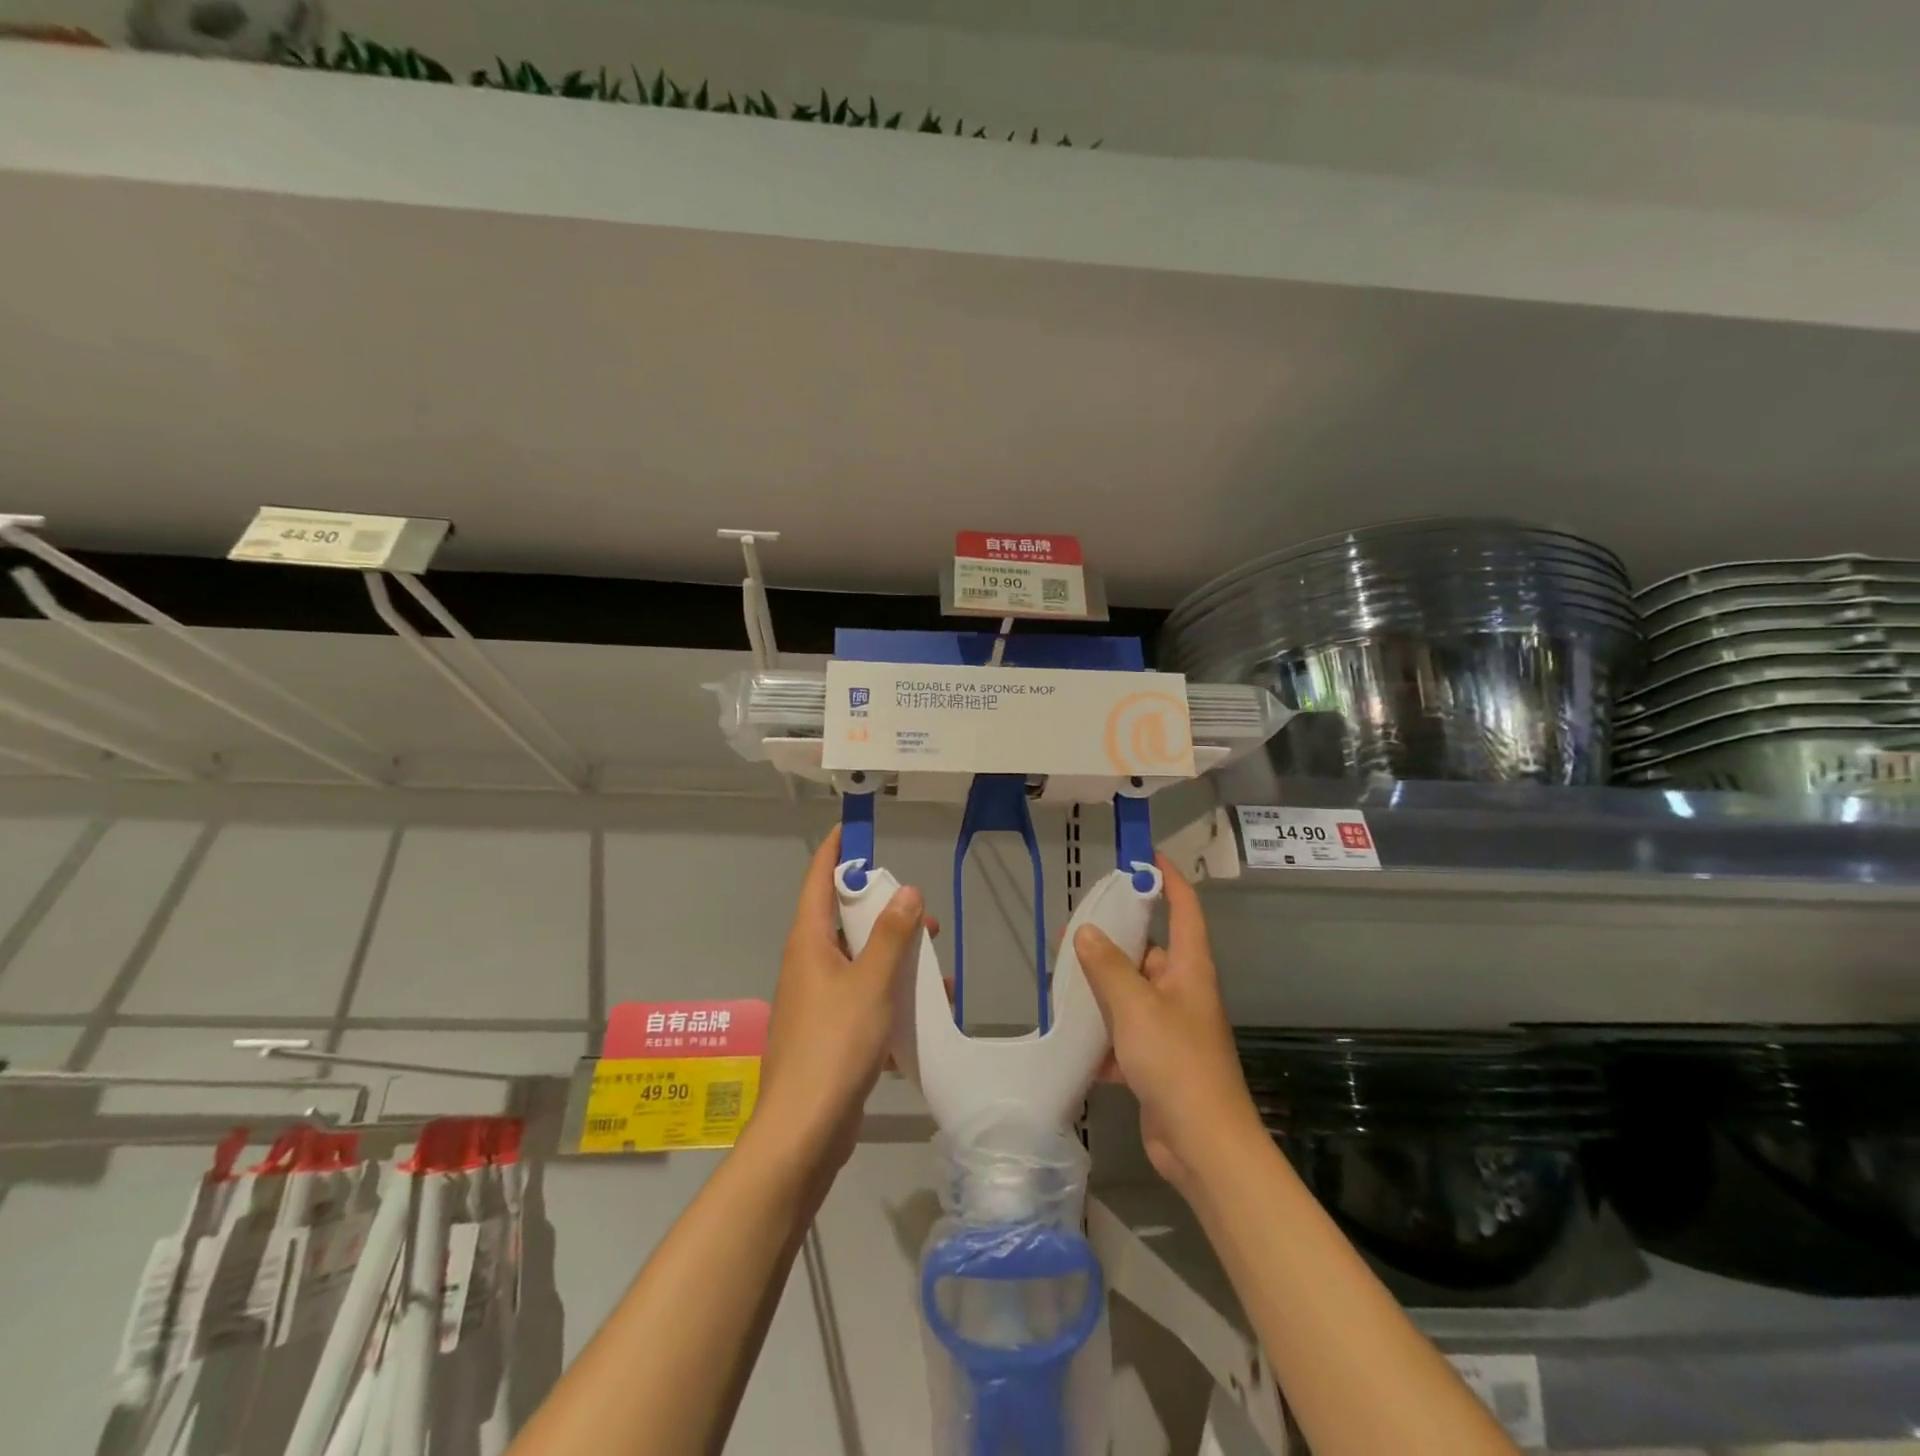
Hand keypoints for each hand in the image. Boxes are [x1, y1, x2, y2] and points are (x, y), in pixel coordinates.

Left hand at [747, 826, 925, 1190]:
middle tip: (921, 913)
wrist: (803, 1131)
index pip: (818, 880)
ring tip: (934, 968)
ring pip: (858, 963)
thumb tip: (907, 891)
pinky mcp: (828, 1034)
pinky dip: (890, 999)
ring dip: (894, 960)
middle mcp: (807, 965)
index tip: (854, 828)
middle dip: (882, 913)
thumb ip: (891, 936)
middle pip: (842, 921)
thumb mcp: (871, 983)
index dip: (835, 851)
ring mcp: (815, 1002)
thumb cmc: (834, 1044)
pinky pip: (862, 1000)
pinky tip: (923, 1016)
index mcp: (808, 943)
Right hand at [1074, 854, 1263, 1192]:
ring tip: (1063, 981)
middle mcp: (1183, 992)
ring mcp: (1171, 1028)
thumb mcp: (1135, 1007)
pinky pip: (1125, 1034)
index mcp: (1189, 969)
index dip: (1169, 880)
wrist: (1203, 1146)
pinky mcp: (1157, 1061)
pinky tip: (1074, 1041)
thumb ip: (1108, 967)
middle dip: (1115, 941)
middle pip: (1150, 951)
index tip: (1145, 856)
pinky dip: (1103, 1036)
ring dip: (1102, 990)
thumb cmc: (1176, 1063)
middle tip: (1074, 930)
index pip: (1184, 909)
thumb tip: (1086, 933)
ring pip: (1132, 994)